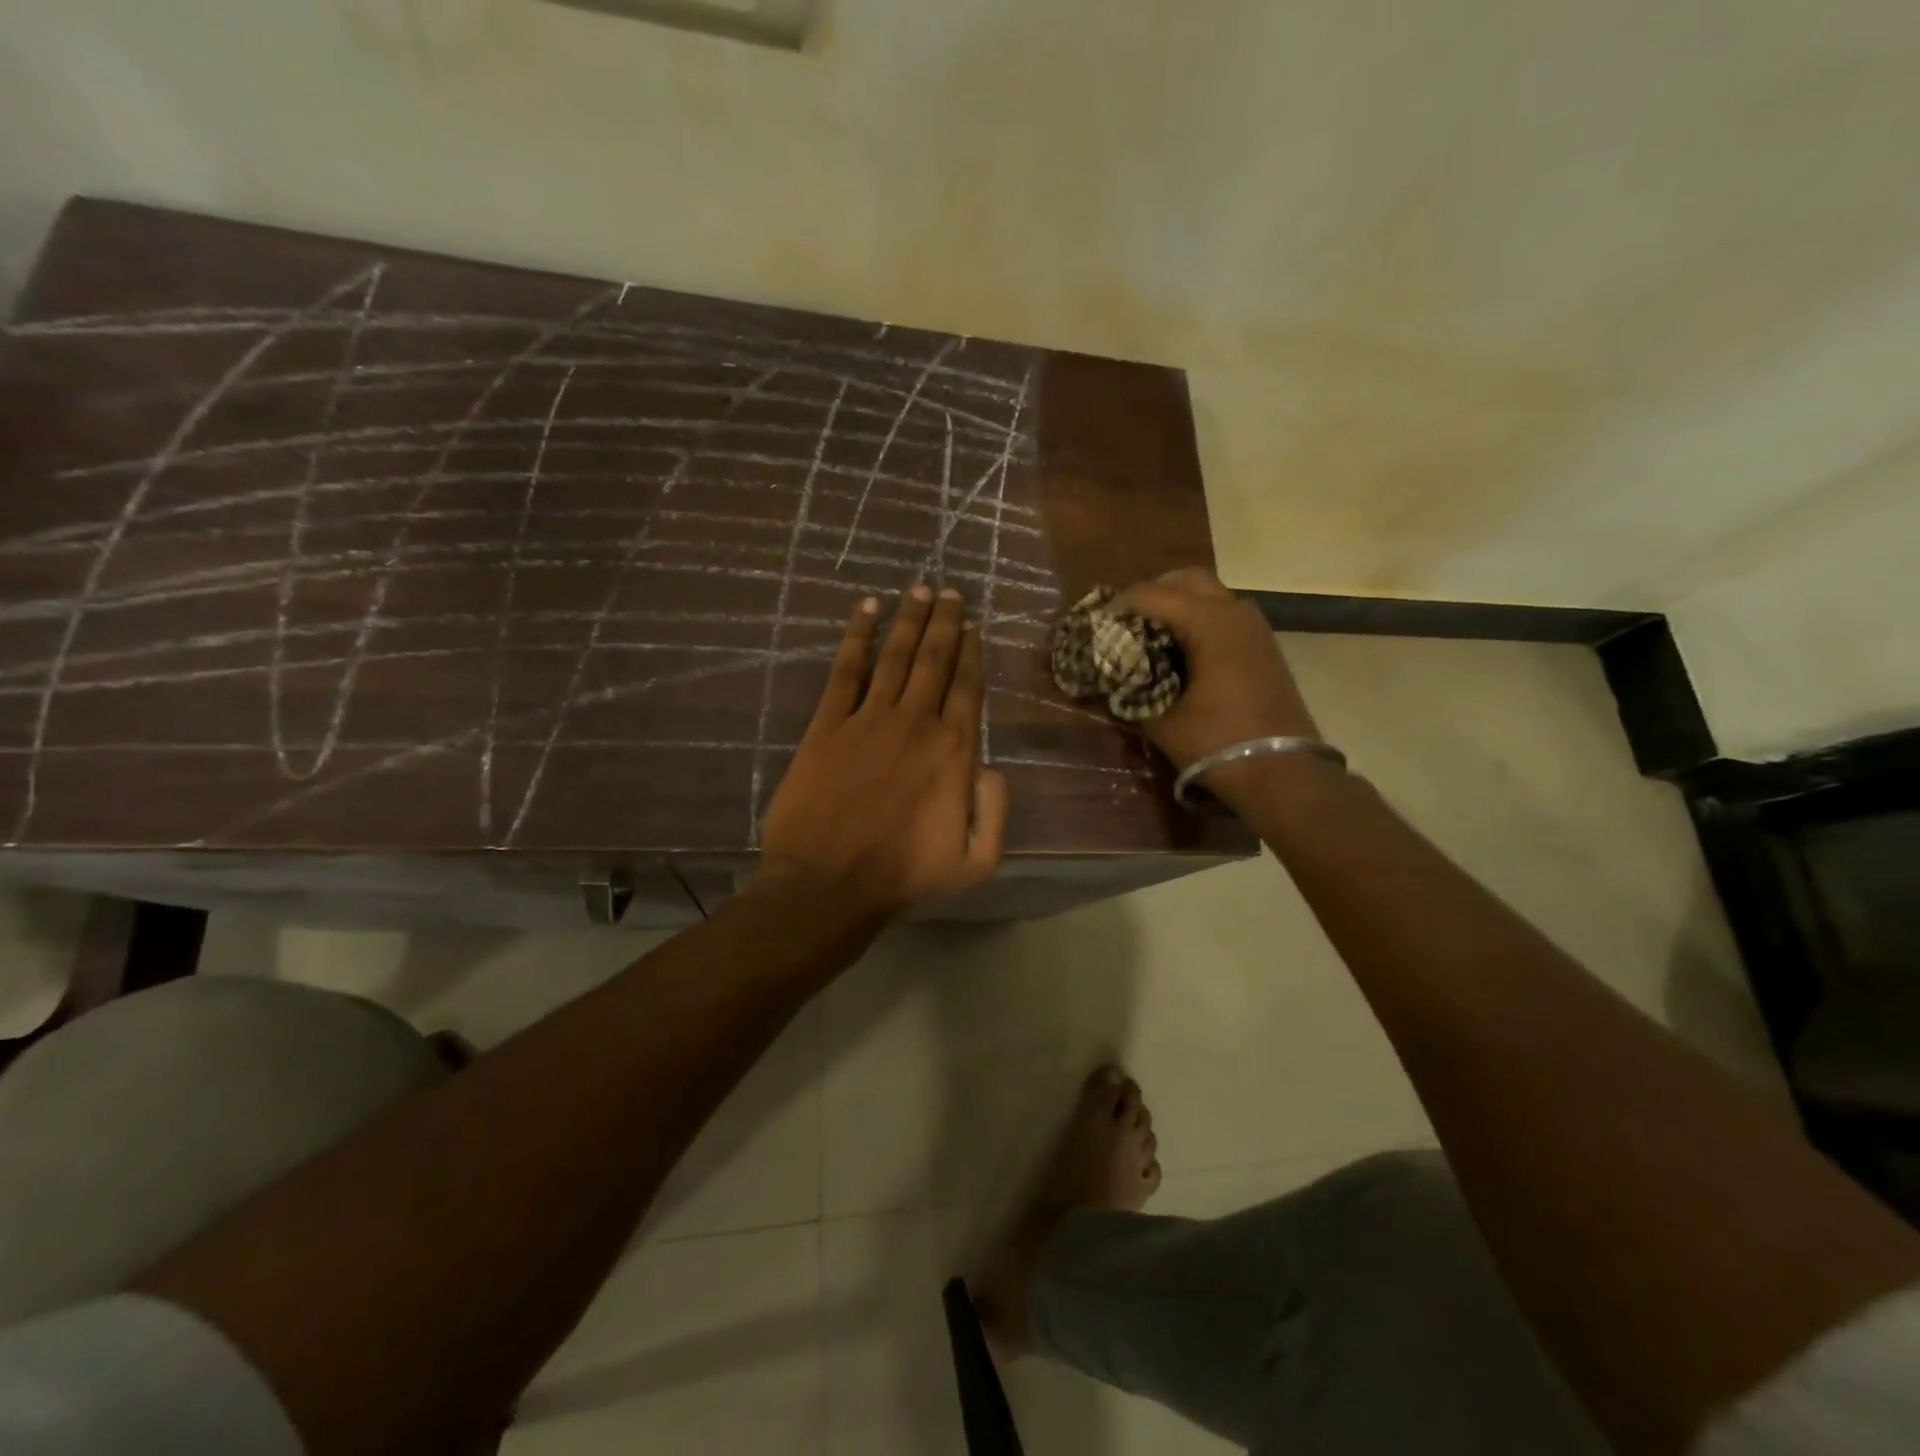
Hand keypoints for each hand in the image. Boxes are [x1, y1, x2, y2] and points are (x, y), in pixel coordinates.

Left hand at [759, 585, 1008, 917]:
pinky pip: (845, 670)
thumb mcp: (975, 861)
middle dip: (944, 621)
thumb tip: (992, 766)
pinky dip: (856, 636)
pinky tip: (866, 609)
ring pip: (895, 655)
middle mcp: (915, 723)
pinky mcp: (828, 725)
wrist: (827, 884)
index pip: (967, 688)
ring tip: (919, 588)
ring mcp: (868, 719)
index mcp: (953, 751)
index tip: (972, 625)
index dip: (971, 652)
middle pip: (934, 659)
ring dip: (909, 618)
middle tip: (949, 591)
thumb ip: (995, 810)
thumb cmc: (903, 876)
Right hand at [1112, 567, 1319, 772]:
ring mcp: (1255, 628)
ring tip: (1150, 635)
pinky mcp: (1264, 646)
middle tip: (1126, 621)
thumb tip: (1111, 680)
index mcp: (1209, 622)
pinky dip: (1199, 621)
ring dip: (1178, 605)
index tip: (1097, 624)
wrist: (1284, 772)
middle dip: (1153, 593)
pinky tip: (1181, 652)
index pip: (1152, 594)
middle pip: (1187, 580)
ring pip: (1210, 595)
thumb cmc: (1218, 743)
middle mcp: (1234, 612)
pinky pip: (1224, 615)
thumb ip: (1132, 694)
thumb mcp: (1162, 723)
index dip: (1119, 606)